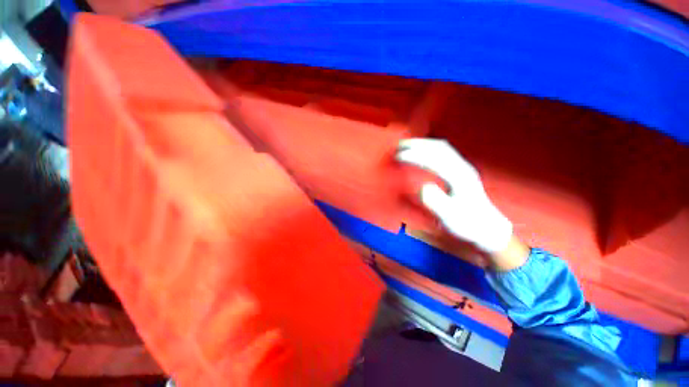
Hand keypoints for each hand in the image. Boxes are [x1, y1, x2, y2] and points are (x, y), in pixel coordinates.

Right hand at [395, 138, 512, 254]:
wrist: (486, 226)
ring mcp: (463, 166)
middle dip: (417, 144)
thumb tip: (422, 187)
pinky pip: (444, 151)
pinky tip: (422, 149)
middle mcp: (462, 168)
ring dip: (423, 143)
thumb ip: (437, 203)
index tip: (398, 157)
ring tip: (406, 145)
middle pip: (439, 148)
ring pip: (442, 147)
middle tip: (398, 146)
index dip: (415, 156)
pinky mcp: (461, 169)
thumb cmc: (466, 223)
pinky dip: (429, 146)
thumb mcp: (451, 218)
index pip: (434, 161)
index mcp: (459, 179)